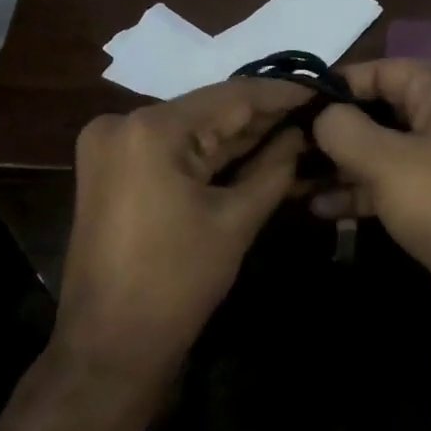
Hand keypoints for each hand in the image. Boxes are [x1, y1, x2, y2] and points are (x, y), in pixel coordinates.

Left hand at [56, 78, 307, 381]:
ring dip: (235, 136)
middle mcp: (121, 123)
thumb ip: (273, 168)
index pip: (230, 96)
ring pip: (188, 130)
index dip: (278, 93)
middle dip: (259, 117)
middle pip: (206, 111)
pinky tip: (250, 150)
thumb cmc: (177, 282)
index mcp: (151, 129)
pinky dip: (206, 154)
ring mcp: (110, 146)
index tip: (320, 88)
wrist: (110, 342)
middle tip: (312, 113)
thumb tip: (300, 135)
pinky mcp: (110, 169)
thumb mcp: (235, 221)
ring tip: (292, 128)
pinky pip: (168, 151)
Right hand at [311, 59, 430, 358]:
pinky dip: (361, 191)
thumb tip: (319, 115)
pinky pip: (394, 182)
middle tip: (284, 145)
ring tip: (292, 178)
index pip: (379, 70)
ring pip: (383, 150)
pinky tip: (321, 208)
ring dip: (340, 165)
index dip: (333, 86)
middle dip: (333, 130)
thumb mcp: (386, 161)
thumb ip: (342, 128)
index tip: (289, 106)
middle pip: (379, 110)